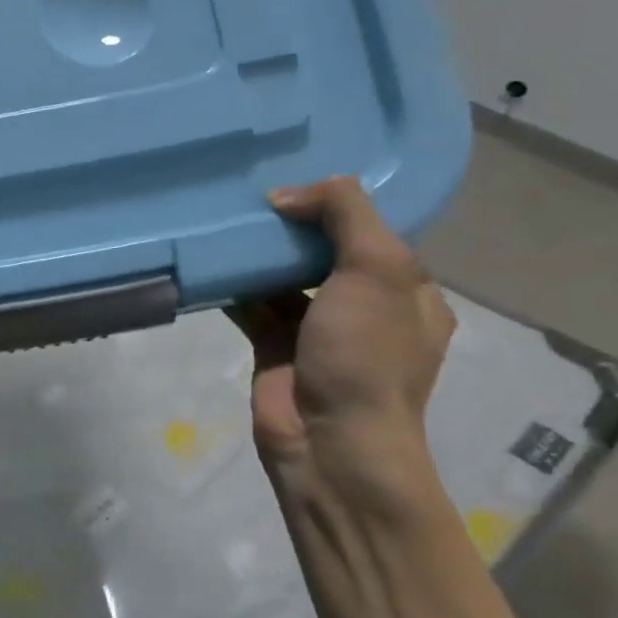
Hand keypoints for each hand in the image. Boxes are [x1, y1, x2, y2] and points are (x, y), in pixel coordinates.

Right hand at [228, 177, 453, 514]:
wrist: (330, 442)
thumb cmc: (366, 354)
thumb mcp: (377, 270)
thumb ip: (344, 215)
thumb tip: (287, 195)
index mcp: (406, 291)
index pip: (375, 232)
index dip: (340, 204)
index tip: (298, 175)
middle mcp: (365, 308)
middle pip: (325, 251)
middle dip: (293, 225)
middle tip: (252, 192)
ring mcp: (318, 330)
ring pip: (285, 277)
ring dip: (260, 253)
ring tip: (225, 218)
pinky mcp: (275, 347)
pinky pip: (253, 305)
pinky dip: (234, 285)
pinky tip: (211, 261)